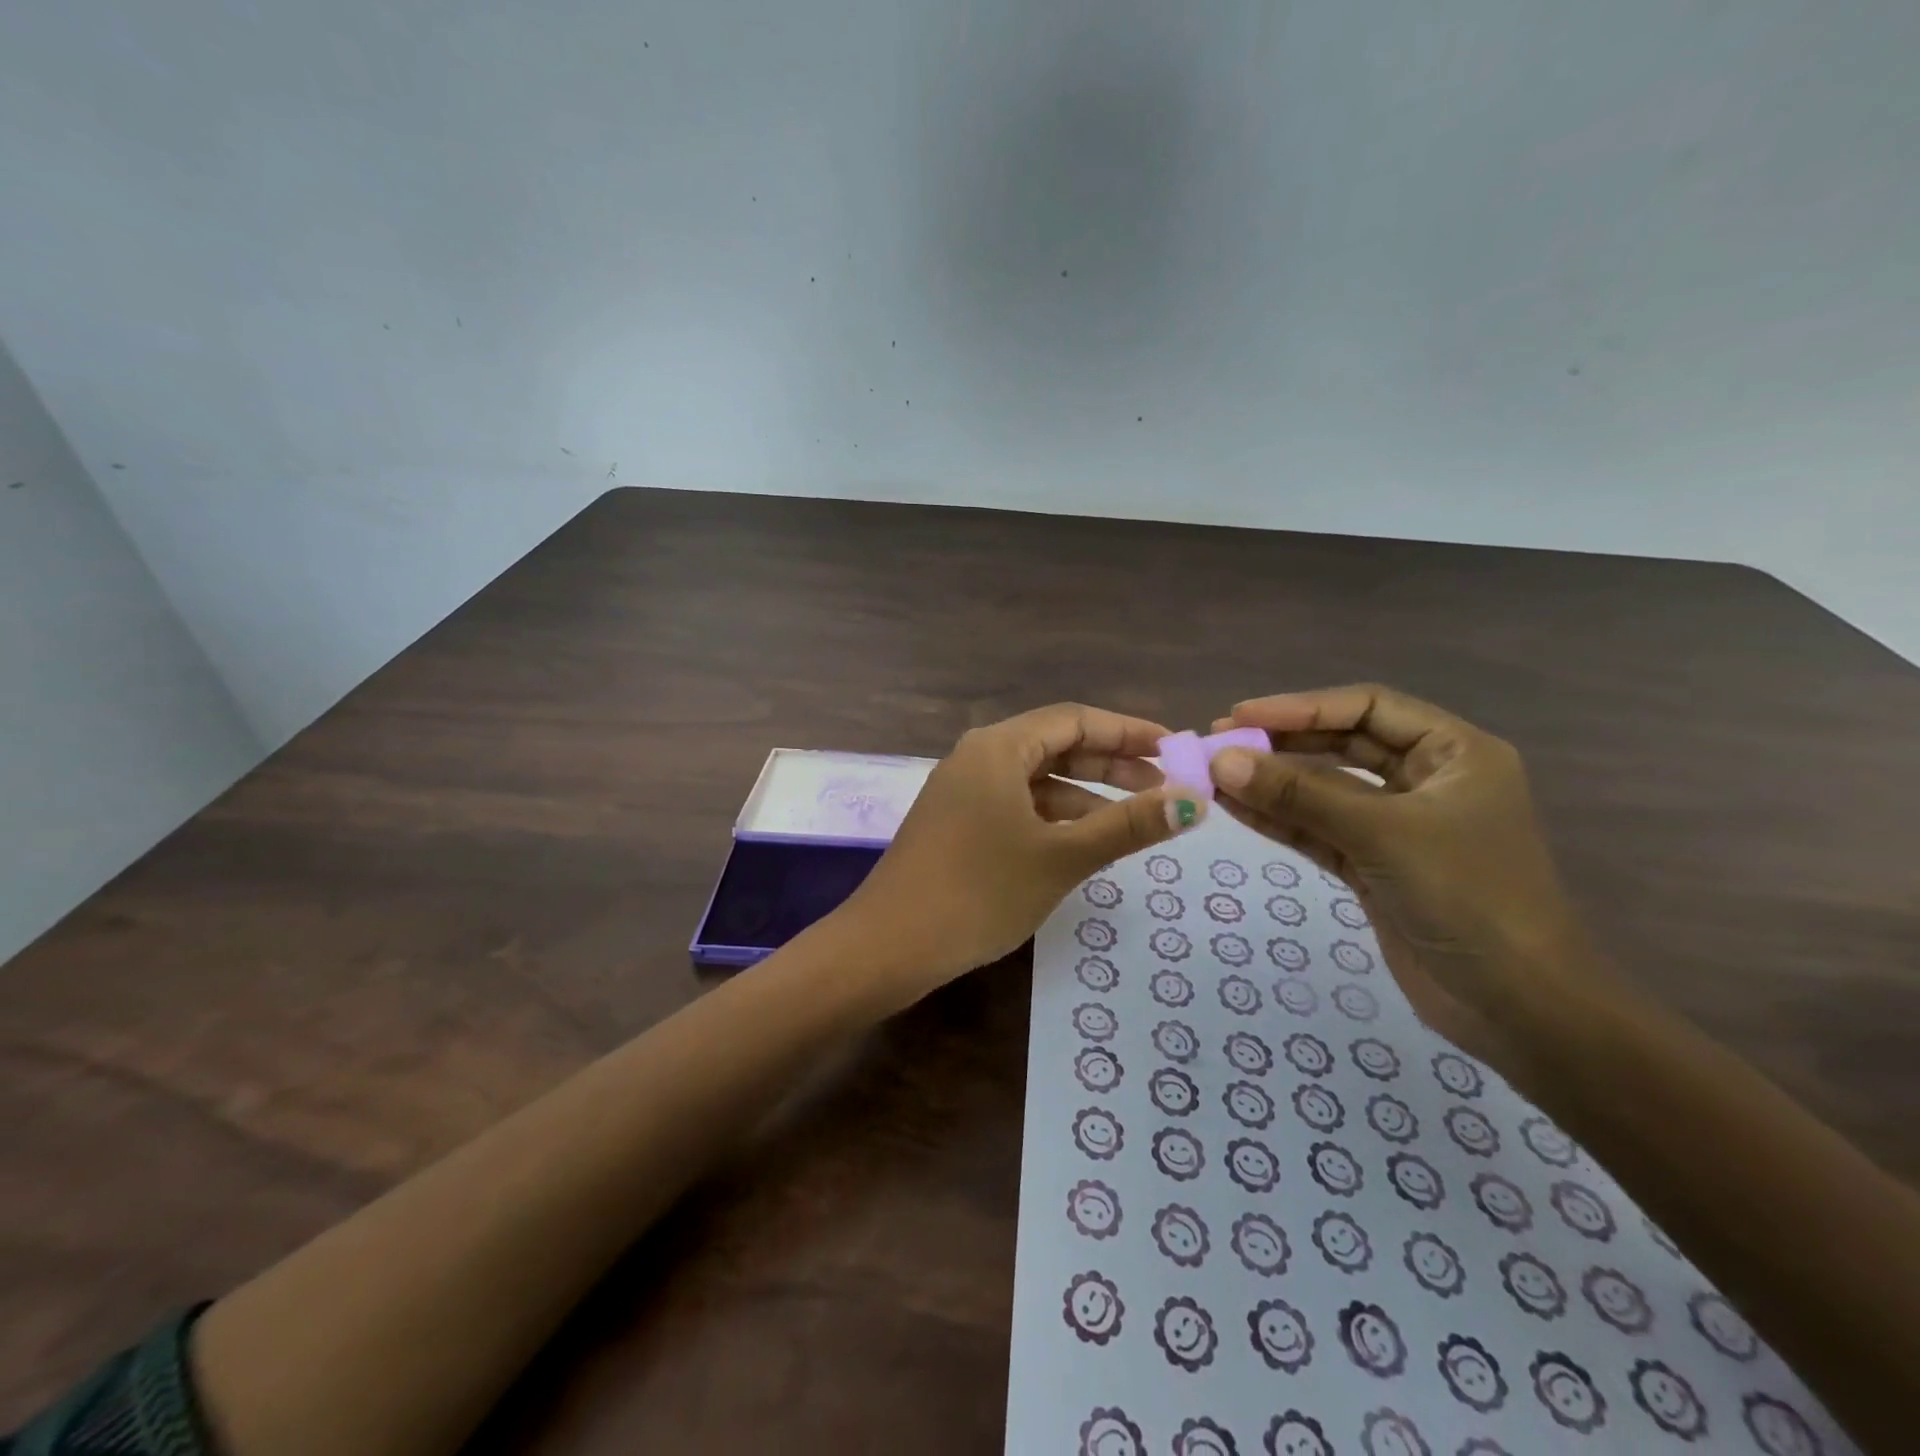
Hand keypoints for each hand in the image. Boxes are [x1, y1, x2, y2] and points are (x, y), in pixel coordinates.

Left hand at [836, 704, 1203, 999]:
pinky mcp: (957, 822)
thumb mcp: (1062, 856)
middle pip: (1055, 745)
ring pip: (1036, 780)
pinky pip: (1016, 805)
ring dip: (1085, 794)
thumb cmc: (980, 891)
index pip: (1074, 719)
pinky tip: (1082, 841)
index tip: (1174, 749)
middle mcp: (977, 757)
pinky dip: (1053, 817)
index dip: (1128, 731)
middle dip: (1110, 762)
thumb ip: (1127, 825)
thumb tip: (1193, 800)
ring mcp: (962, 790)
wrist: (890, 945)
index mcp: (998, 747)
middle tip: (1162, 786)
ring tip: (1133, 819)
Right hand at [1207, 685, 1600, 1063]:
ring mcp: (1398, 826)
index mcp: (1454, 753)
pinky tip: (1236, 808)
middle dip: (1281, 743)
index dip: (1302, 707)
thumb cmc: (1468, 898)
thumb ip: (1299, 795)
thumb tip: (1222, 760)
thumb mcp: (1382, 835)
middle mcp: (1427, 780)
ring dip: (1272, 784)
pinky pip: (1319, 830)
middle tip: (1218, 742)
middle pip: (1342, 745)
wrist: (1518, 1008)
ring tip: (1213, 775)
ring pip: (1324, 790)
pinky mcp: (1375, 865)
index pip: (1367, 708)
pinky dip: (1280, 820)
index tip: (1241, 716)